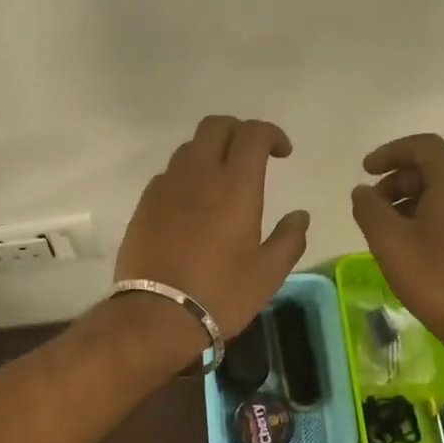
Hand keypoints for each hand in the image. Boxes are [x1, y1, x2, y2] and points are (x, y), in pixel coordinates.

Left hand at [117, 116, 310, 341]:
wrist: (156, 316)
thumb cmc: (221, 294)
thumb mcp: (268, 273)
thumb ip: (289, 238)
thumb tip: (299, 216)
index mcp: (235, 185)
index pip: (253, 134)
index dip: (271, 134)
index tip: (283, 154)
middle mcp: (198, 174)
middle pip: (215, 126)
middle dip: (238, 131)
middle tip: (252, 155)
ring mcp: (166, 187)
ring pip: (188, 148)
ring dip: (210, 152)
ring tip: (222, 180)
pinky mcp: (144, 204)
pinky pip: (168, 175)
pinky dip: (186, 177)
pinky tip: (193, 205)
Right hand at [350, 133, 443, 359]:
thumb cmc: (437, 279)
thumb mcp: (389, 242)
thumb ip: (370, 209)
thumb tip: (363, 191)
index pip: (423, 146)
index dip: (390, 152)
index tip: (365, 171)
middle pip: (436, 168)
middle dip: (398, 180)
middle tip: (373, 208)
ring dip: (414, 200)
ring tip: (390, 230)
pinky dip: (433, 216)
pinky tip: (416, 247)